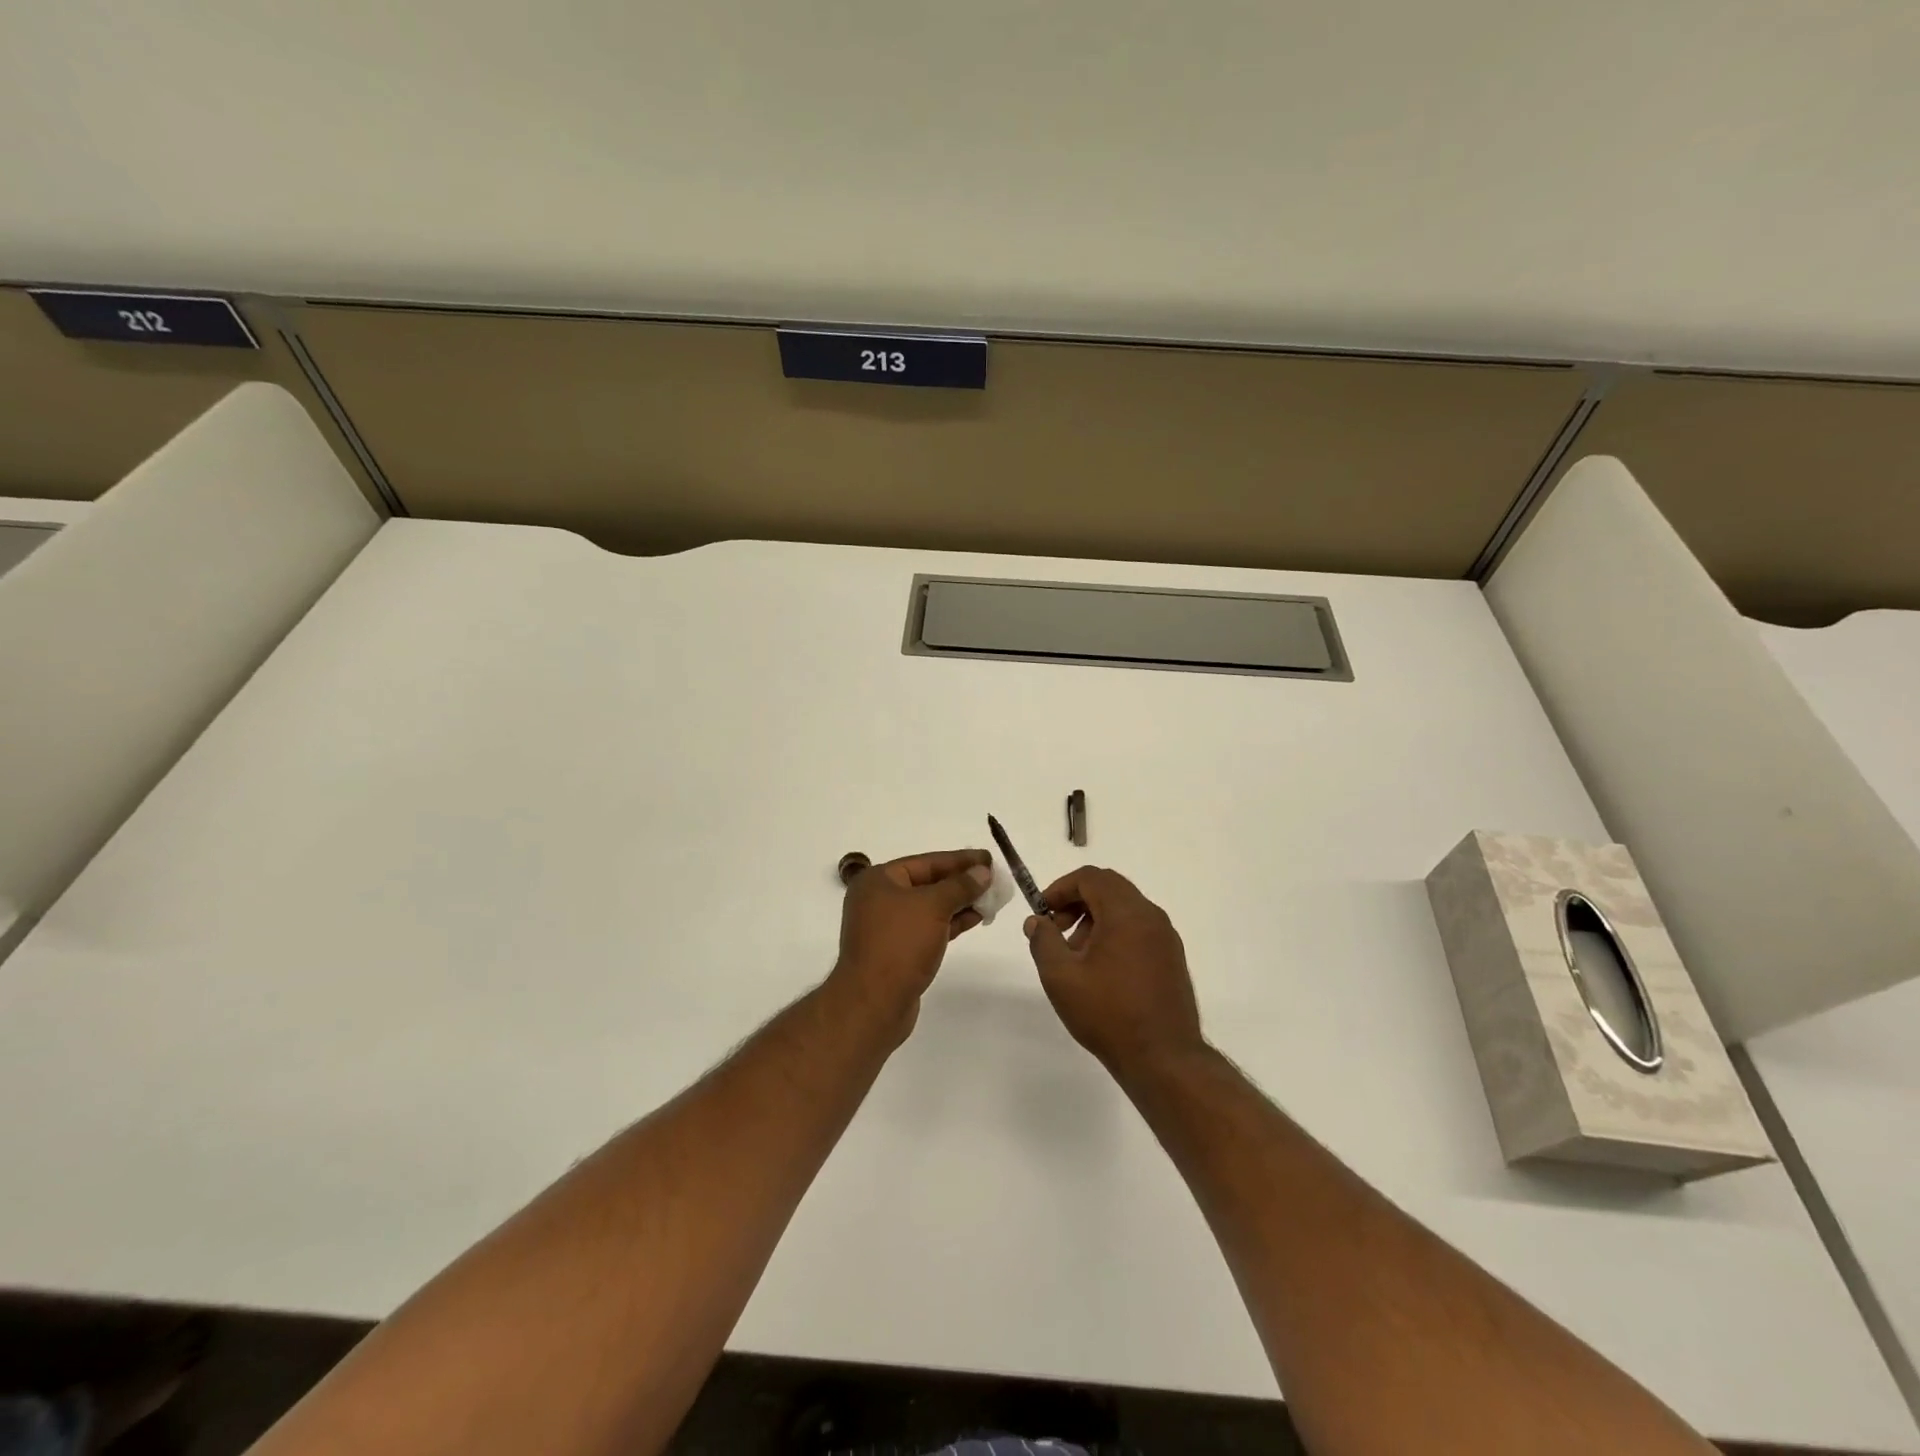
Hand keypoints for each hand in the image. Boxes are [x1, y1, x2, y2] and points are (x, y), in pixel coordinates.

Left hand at [831, 848, 991, 1042]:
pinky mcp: (898, 950)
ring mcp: (888, 927)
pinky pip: (929, 927)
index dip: (960, 860)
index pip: (926, 862)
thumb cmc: (899, 945)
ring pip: (930, 907)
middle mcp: (879, 899)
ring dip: (960, 902)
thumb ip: (959, 886)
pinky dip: (952, 921)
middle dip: (962, 881)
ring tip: (992, 898)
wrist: (873, 1004)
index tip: (989, 858)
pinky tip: (976, 917)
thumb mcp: (932, 907)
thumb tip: (982, 871)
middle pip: (928, 883)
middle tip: (994, 879)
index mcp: (878, 881)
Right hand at [1024, 866, 1205, 1076]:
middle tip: (1055, 930)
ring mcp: (1166, 938)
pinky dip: (1114, 934)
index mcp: (1126, 913)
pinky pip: (1139, 929)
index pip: (1091, 878)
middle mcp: (1151, 916)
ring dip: (1095, 919)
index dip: (1061, 888)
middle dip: (1077, 902)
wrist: (1164, 1059)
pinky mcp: (1172, 958)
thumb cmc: (1108, 1013)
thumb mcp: (1061, 977)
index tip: (1042, 912)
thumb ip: (1043, 941)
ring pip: (1124, 909)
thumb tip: (1037, 922)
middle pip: (1109, 888)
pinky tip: (1100, 970)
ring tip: (1075, 956)